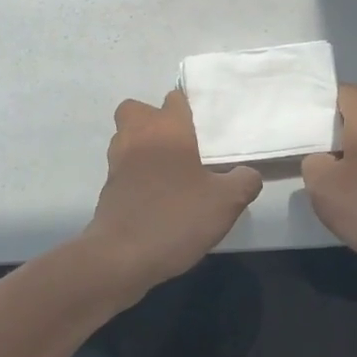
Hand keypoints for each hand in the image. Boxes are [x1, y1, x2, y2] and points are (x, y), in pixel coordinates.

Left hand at [81, 90, 261, 302]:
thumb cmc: (176, 217)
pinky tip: (157, 194)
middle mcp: (137, 136)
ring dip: (142, 145)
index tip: (204, 125)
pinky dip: (136, 173)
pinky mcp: (107, 187)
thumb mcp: (226, 202)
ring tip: (170, 169)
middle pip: (137, 110)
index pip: (174, 99)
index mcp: (167, 129)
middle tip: (179, 143)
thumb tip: (248, 173)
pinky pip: (123, 167)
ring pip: (126, 136)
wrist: (121, 256)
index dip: (188, 107)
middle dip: (154, 119)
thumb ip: (244, 181)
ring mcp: (117, 161)